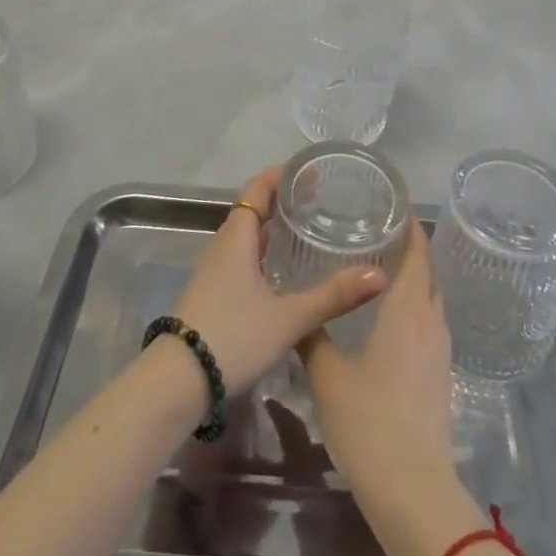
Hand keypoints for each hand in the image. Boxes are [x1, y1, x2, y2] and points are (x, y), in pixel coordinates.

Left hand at [171, 165, 387, 398]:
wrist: (176, 384)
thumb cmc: (233, 336)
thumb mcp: (289, 318)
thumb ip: (333, 296)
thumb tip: (379, 276)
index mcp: (237, 236)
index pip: (258, 188)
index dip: (282, 175)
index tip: (312, 171)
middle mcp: (224, 246)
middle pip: (253, 209)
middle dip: (284, 201)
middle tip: (320, 200)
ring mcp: (215, 272)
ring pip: (247, 237)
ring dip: (273, 229)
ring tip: (308, 231)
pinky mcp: (214, 295)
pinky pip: (243, 259)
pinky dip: (265, 254)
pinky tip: (285, 274)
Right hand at [298, 218, 456, 492]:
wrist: (413, 490)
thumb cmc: (369, 420)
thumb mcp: (329, 375)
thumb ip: (313, 337)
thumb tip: (297, 312)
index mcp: (409, 310)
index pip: (418, 255)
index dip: (411, 229)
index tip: (394, 208)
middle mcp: (431, 322)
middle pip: (429, 274)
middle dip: (412, 251)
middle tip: (381, 233)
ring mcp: (440, 352)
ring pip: (431, 301)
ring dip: (415, 282)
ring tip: (382, 271)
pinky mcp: (440, 377)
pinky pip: (430, 326)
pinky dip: (415, 310)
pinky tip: (390, 320)